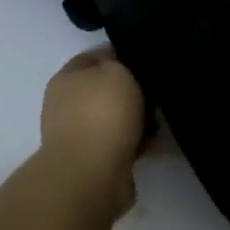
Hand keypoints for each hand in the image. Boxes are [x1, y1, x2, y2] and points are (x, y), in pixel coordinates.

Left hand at [39, 48, 146, 211]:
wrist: (91, 174)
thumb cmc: (102, 113)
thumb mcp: (116, 71)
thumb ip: (121, 63)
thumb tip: (124, 69)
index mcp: (66, 78)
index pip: (95, 57)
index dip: (122, 55)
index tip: (148, 61)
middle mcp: (67, 105)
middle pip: (106, 89)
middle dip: (133, 90)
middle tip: (159, 91)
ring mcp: (79, 135)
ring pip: (116, 118)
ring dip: (138, 119)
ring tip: (163, 118)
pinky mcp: (95, 161)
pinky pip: (123, 143)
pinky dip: (139, 142)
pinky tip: (158, 142)